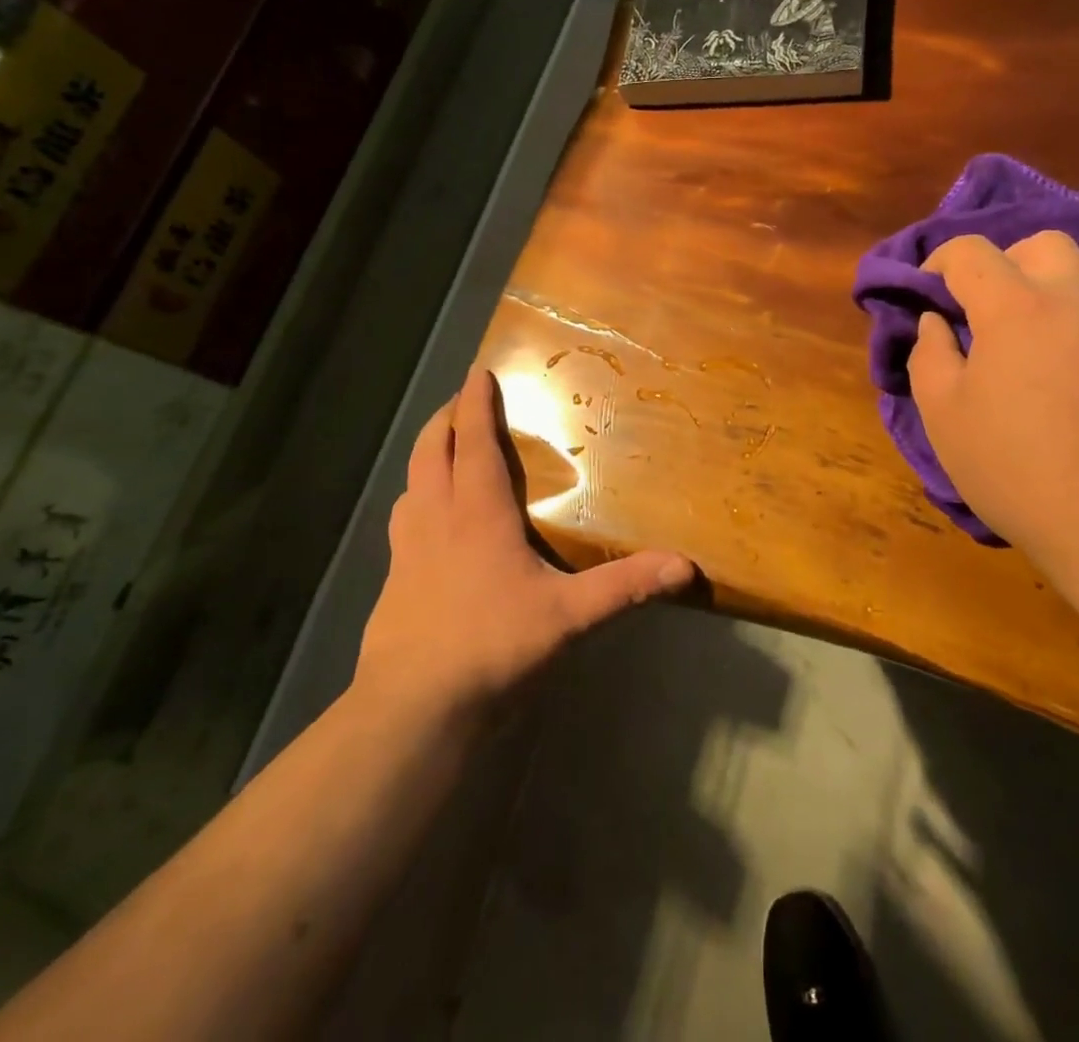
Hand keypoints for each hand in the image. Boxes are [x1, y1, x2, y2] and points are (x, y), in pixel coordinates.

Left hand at [357, 369, 696, 714]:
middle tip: (462, 400)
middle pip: (431, 450)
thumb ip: (625, 586)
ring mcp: (407, 549)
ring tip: (445, 453)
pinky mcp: (393, 580)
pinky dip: (417, 501)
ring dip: (427, 457)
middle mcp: (436, 518)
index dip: (474, 402)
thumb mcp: (569, 616)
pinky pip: (404, 522)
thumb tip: (685, 566)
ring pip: (412, 483)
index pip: (472, 440)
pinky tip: (428, 524)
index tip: (479, 371)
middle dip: (445, 418)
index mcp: (476, 512)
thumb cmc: (492, 644)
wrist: (414, 707)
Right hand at [906, 232, 1078, 557]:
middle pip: (1043, 245)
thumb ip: (930, 355)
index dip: (940, 260)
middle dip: (1005, 261)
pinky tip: (1066, 393)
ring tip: (1022, 357)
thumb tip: (937, 323)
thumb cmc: (1015, 467)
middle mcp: (1076, 305)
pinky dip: (1073, 338)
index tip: (926, 290)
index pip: (972, 252)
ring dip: (1043, 301)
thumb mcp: (944, 415)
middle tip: (982, 307)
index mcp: (1017, 308)